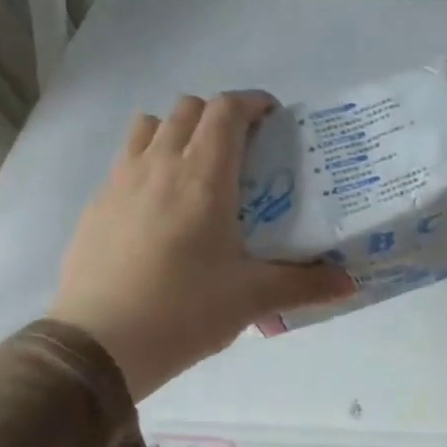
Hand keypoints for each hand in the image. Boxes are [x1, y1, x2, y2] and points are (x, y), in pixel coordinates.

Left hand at [50, 91, 354, 399]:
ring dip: (179, 132)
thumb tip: (350, 284)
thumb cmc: (185, 310)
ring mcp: (120, 181)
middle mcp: (159, 165)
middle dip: (220, 117)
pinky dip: (151, 162)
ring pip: (150, 127)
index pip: (225, 111)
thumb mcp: (253, 298)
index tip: (273, 119)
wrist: (100, 343)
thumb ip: (306, 285)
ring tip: (200, 170)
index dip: (252, 103)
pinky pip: (127, 160)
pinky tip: (164, 208)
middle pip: (188, 109)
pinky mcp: (97, 204)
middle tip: (244, 151)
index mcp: (203, 179)